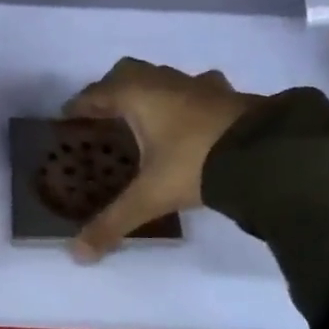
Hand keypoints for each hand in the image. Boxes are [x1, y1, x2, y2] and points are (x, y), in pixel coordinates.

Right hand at [63, 59, 261, 261]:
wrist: (262, 154)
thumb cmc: (194, 164)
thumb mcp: (150, 196)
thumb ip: (113, 222)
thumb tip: (77, 255)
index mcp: (136, 95)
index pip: (96, 94)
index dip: (79, 106)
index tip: (66, 117)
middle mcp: (162, 81)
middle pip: (126, 73)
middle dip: (111, 90)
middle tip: (103, 116)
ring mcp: (196, 83)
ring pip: (161, 77)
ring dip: (148, 92)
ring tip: (144, 118)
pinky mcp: (224, 93)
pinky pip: (195, 87)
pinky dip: (185, 98)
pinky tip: (191, 116)